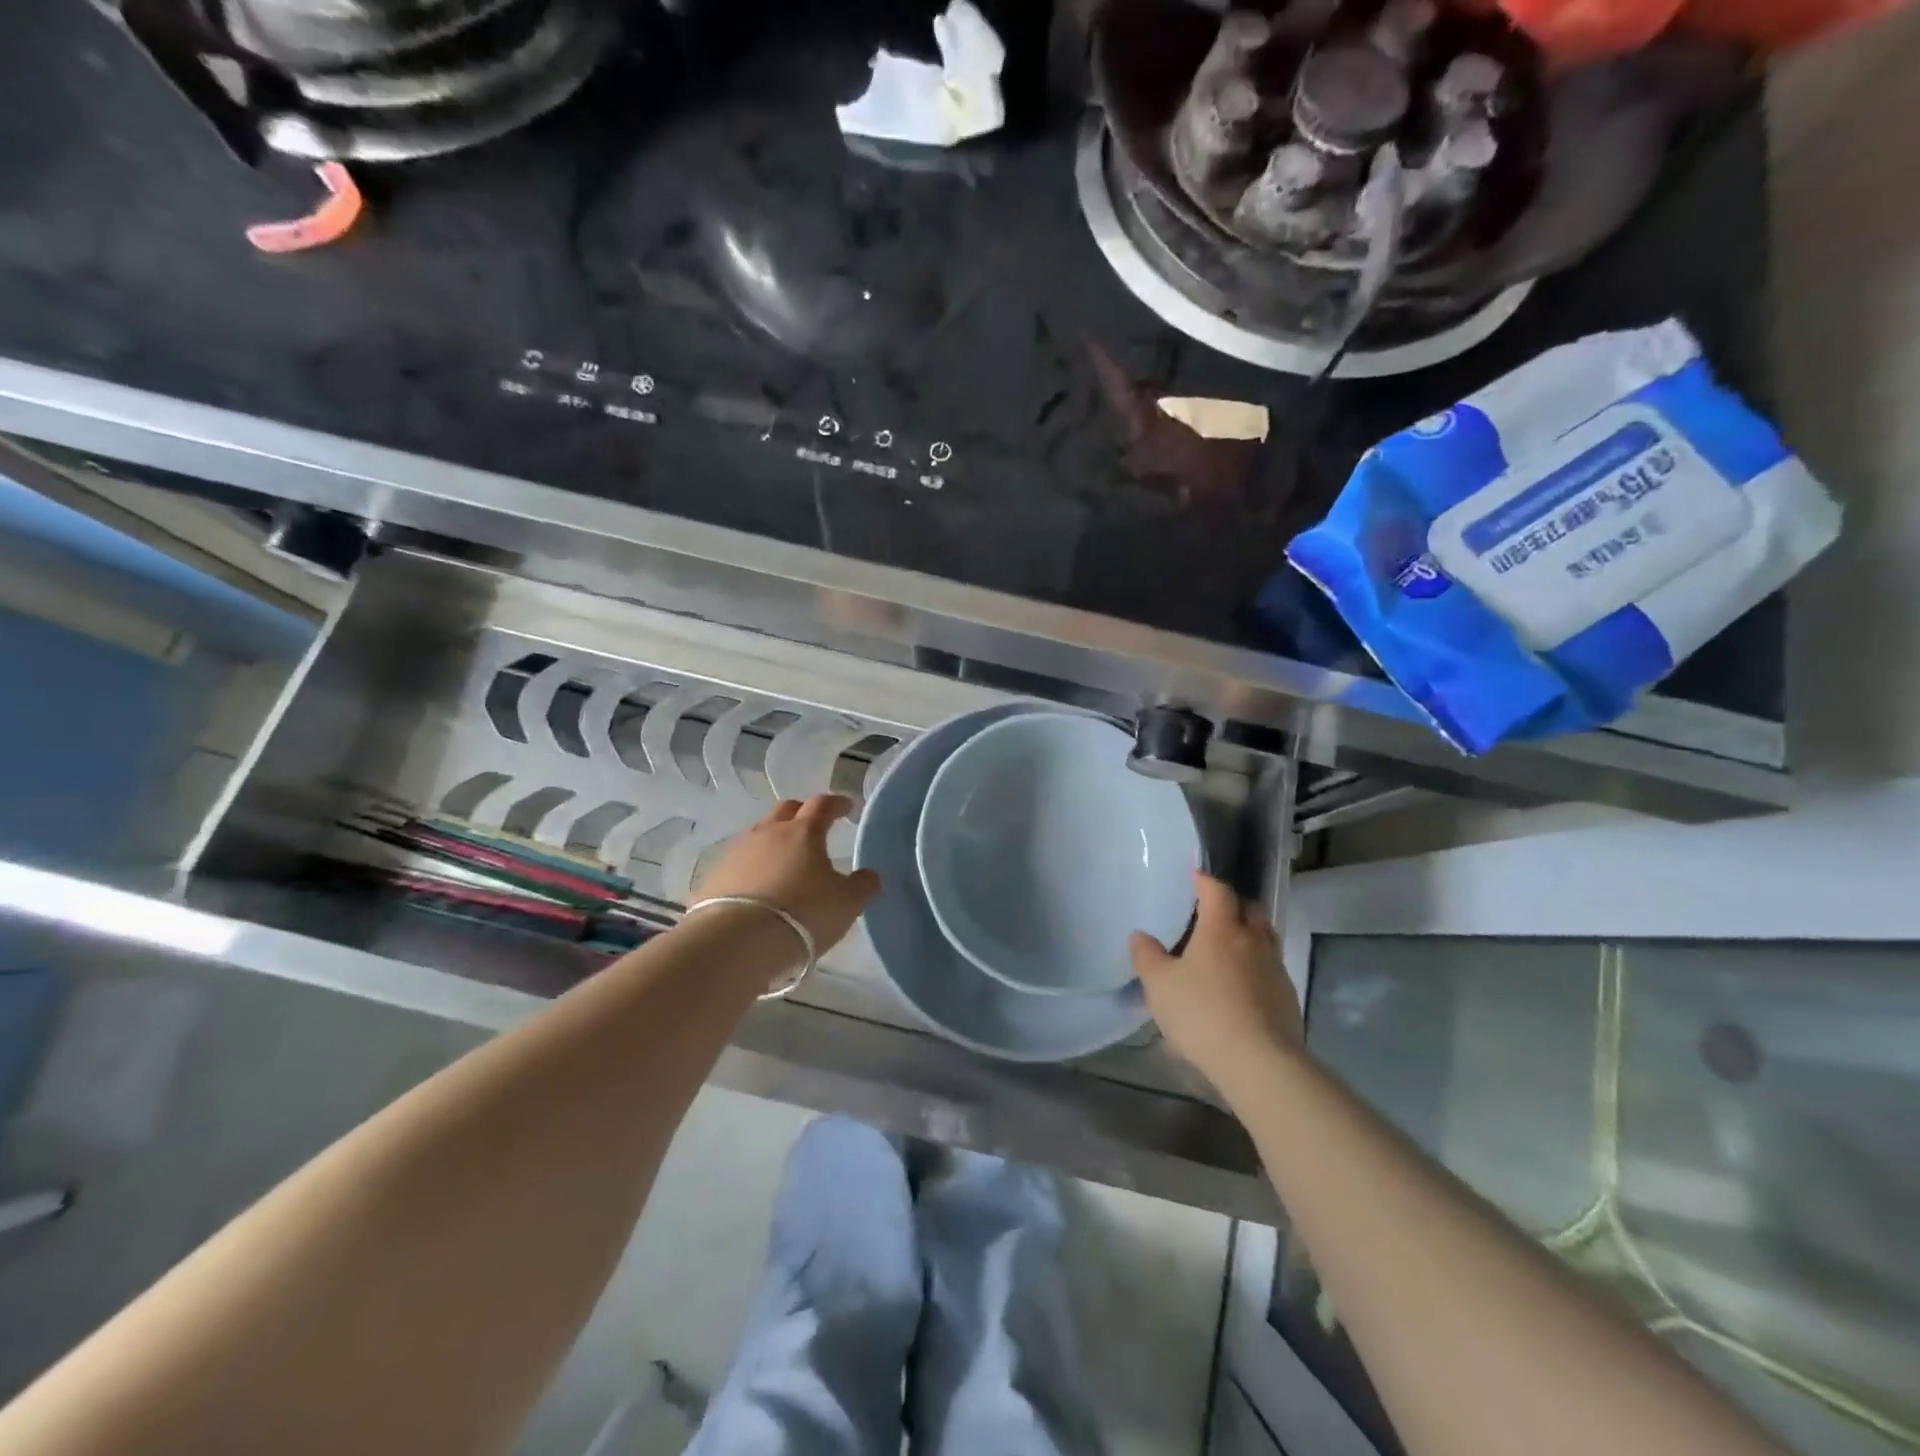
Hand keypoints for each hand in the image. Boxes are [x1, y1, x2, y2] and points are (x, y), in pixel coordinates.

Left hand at [694, 795, 881, 951]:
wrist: (736, 942)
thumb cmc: (803, 915)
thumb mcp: (847, 903)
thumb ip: (863, 885)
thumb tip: (869, 875)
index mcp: (804, 832)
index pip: (823, 805)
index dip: (837, 804)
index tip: (846, 807)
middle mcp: (768, 833)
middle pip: (786, 810)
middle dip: (801, 813)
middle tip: (813, 827)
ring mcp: (736, 852)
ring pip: (758, 834)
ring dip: (773, 840)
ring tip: (783, 860)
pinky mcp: (713, 876)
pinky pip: (738, 862)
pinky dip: (751, 866)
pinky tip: (756, 886)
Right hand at [1130, 873, 1302, 1085]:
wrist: (1259, 1062)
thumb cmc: (1202, 1013)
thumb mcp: (1160, 985)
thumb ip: (1147, 956)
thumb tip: (1140, 935)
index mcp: (1221, 929)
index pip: (1218, 891)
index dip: (1205, 881)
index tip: (1195, 877)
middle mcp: (1253, 941)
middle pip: (1249, 911)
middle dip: (1233, 906)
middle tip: (1213, 913)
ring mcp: (1275, 969)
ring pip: (1264, 940)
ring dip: (1248, 937)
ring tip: (1227, 949)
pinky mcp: (1287, 998)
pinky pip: (1271, 970)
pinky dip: (1256, 968)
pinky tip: (1241, 987)